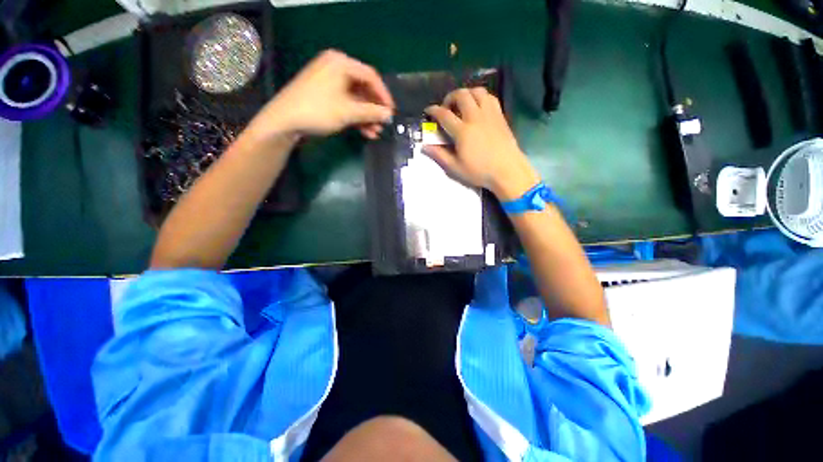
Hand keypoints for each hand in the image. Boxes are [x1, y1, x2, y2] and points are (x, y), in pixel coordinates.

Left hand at [247, 50, 394, 141]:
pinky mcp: (325, 96)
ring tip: (376, 132)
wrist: (284, 122)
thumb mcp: (348, 112)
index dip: (384, 96)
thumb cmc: (318, 111)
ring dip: (367, 117)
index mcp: (341, 63)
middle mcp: (336, 68)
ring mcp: (329, 83)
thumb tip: (389, 115)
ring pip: (355, 99)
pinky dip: (356, 117)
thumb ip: (372, 112)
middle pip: (363, 89)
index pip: (371, 76)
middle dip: (374, 109)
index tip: (391, 112)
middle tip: (384, 124)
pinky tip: (365, 132)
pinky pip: (346, 104)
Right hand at [423, 88, 539, 200]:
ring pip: (477, 92)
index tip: (428, 110)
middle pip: (462, 95)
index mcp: (463, 131)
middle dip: (450, 97)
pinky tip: (478, 107)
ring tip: (462, 104)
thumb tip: (425, 147)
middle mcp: (475, 118)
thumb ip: (440, 155)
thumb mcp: (455, 168)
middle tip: (447, 107)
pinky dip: (481, 97)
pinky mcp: (500, 116)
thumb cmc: (480, 172)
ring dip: (467, 93)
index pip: (444, 115)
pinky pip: (490, 98)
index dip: (434, 110)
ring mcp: (490, 115)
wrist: (507, 171)